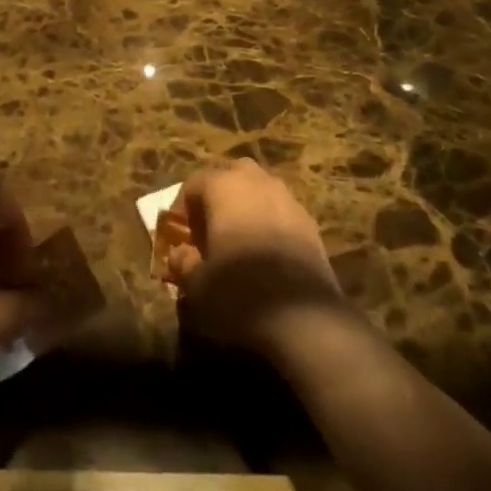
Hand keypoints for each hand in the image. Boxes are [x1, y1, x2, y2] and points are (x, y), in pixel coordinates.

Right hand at [168, 158, 345, 361]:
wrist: (304, 317)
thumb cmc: (238, 291)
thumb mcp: (196, 284)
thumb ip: (182, 262)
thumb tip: (180, 253)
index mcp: (223, 186)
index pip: (194, 183)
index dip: (182, 208)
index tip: (180, 236)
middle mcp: (256, 182)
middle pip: (231, 174)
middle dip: (217, 196)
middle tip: (209, 228)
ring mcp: (287, 199)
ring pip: (260, 189)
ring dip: (246, 206)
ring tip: (238, 239)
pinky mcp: (310, 222)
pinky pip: (281, 211)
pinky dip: (269, 222)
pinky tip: (266, 253)